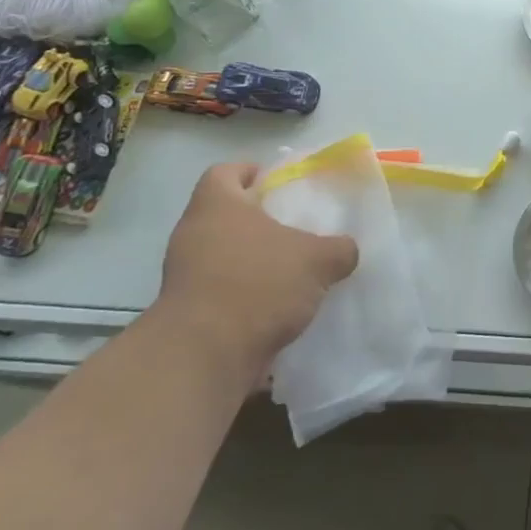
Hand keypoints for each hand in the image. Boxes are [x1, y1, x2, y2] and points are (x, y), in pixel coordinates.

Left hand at [153, 163, 358, 389]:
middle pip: (226, 215)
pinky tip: (278, 306)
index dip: (251, 172)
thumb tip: (346, 250)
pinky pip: (221, 290)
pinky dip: (246, 294)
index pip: (225, 172)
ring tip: (293, 270)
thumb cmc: (258, 285)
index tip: (277, 182)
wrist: (204, 357)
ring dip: (254, 260)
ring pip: (224, 254)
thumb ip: (339, 248)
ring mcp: (184, 275)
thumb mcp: (318, 260)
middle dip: (260, 221)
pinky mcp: (186, 312)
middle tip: (296, 227)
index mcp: (217, 206)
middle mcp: (193, 234)